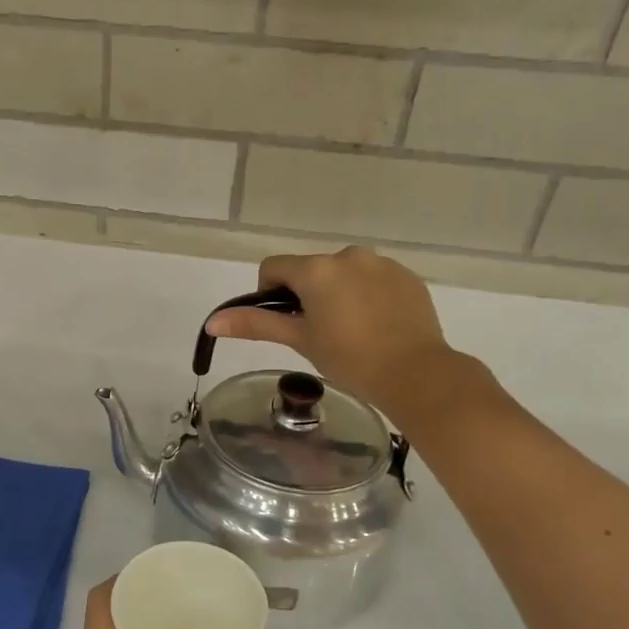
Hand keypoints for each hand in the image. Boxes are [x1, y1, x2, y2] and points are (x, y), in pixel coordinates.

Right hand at [205, 247, 456, 416]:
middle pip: (311, 270)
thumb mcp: (299, 340)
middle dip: (308, 295)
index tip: (287, 323)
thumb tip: (213, 321)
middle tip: (319, 333)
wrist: (415, 373)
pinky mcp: (407, 277)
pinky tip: (378, 327)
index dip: (270, 294)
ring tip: (351, 331)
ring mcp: (382, 264)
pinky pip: (374, 280)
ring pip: (344, 273)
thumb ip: (256, 325)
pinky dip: (368, 296)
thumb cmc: (349, 358)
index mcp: (316, 269)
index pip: (274, 267)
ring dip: (338, 293)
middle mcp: (348, 255)